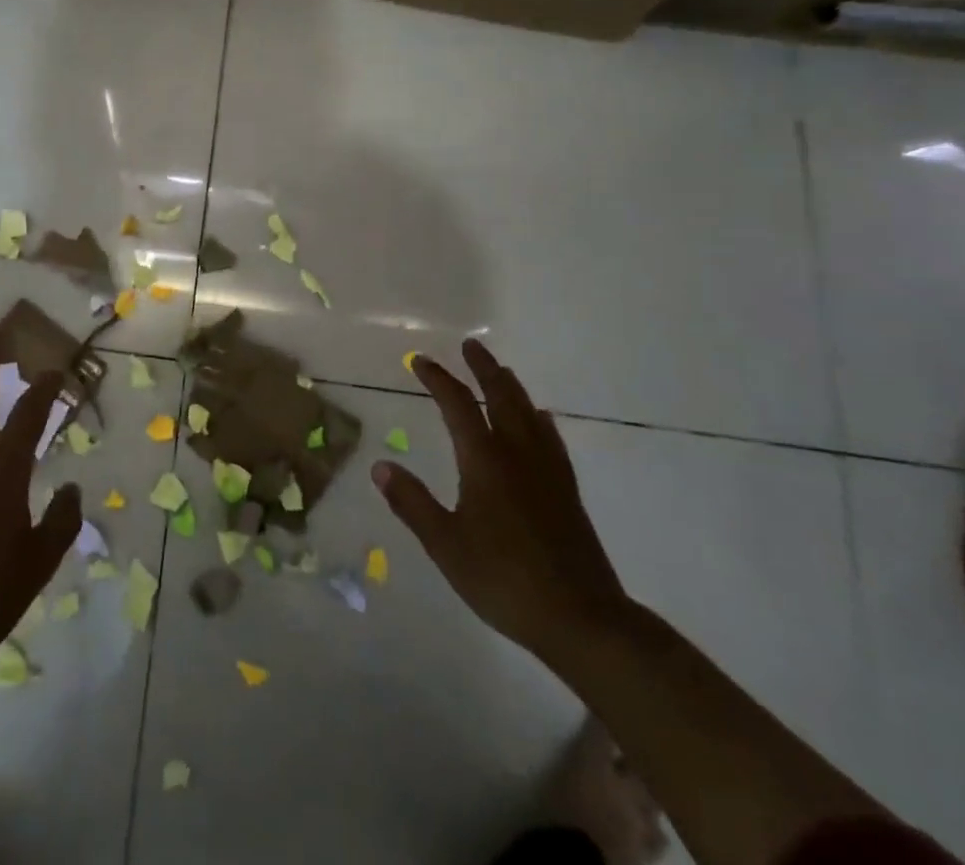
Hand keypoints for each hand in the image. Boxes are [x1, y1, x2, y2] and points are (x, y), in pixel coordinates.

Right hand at [374, 337, 626, 655]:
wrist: (583, 620)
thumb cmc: (504, 580)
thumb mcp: (446, 545)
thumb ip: (412, 503)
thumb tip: (380, 466)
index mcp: (485, 460)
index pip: (458, 405)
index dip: (438, 379)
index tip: (419, 361)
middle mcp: (518, 454)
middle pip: (501, 396)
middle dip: (483, 368)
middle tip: (470, 345)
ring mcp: (547, 471)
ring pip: (529, 412)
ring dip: (510, 386)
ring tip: (500, 372)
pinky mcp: (567, 491)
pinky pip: (550, 438)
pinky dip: (538, 419)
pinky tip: (540, 421)